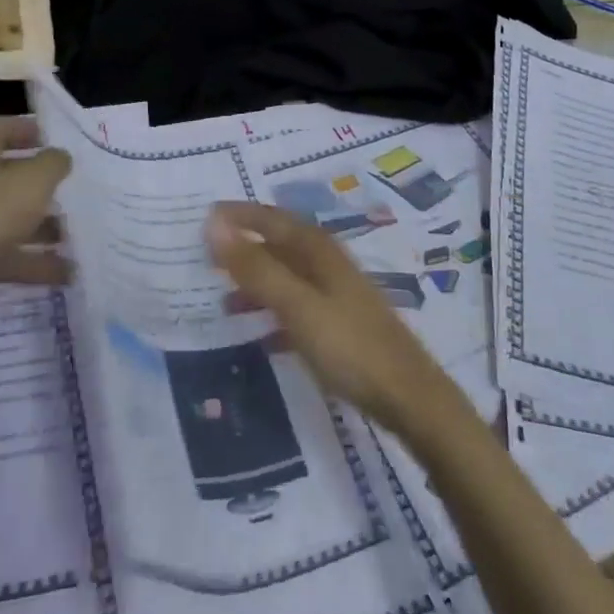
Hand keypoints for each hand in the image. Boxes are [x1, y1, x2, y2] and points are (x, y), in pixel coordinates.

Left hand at [0, 117, 71, 352]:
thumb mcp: (33, 180)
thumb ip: (52, 163)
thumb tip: (58, 157)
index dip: (24, 129)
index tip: (50, 139)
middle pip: (3, 177)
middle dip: (37, 186)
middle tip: (66, 191)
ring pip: (5, 219)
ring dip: (39, 228)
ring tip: (72, 239)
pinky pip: (0, 254)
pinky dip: (29, 262)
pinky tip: (62, 274)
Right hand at [206, 202, 466, 441]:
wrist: (410, 398)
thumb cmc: (349, 346)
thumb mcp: (296, 305)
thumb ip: (256, 267)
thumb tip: (214, 224)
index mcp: (318, 249)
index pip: (271, 218)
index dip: (239, 215)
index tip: (203, 216)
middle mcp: (327, 263)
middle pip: (279, 244)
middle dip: (244, 247)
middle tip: (205, 257)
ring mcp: (336, 294)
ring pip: (286, 277)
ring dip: (256, 283)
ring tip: (223, 301)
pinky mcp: (340, 324)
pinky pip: (296, 307)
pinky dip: (273, 313)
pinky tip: (259, 336)